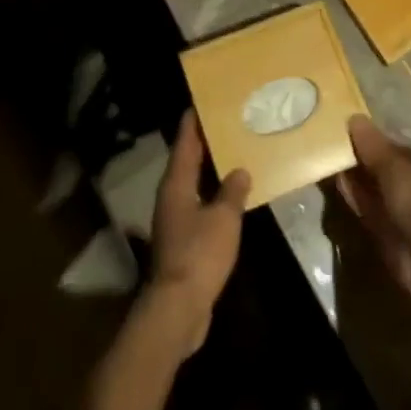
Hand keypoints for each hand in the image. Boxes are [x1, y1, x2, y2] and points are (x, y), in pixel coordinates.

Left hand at [148, 110, 250, 354]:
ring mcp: (174, 220)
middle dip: (203, 143)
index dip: (192, 122)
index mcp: (176, 184)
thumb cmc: (199, 254)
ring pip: (192, 184)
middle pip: (186, 161)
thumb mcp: (223, 218)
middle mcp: (170, 196)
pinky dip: (212, 195)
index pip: (184, 143)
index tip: (201, 102)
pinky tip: (230, 197)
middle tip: (225, 123)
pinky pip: (198, 206)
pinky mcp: (182, 241)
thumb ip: (232, 192)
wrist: (178, 308)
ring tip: (232, 155)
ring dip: (208, 170)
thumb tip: (240, 170)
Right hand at [336, 116, 410, 292]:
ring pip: (377, 192)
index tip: (354, 135)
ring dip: (357, 180)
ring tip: (333, 162)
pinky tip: (339, 184)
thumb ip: (372, 144)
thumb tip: (354, 118)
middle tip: (338, 147)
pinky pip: (371, 211)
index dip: (378, 143)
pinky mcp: (393, 235)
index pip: (402, 150)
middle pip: (388, 172)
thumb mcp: (393, 164)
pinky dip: (356, 199)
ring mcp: (408, 214)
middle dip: (364, 162)